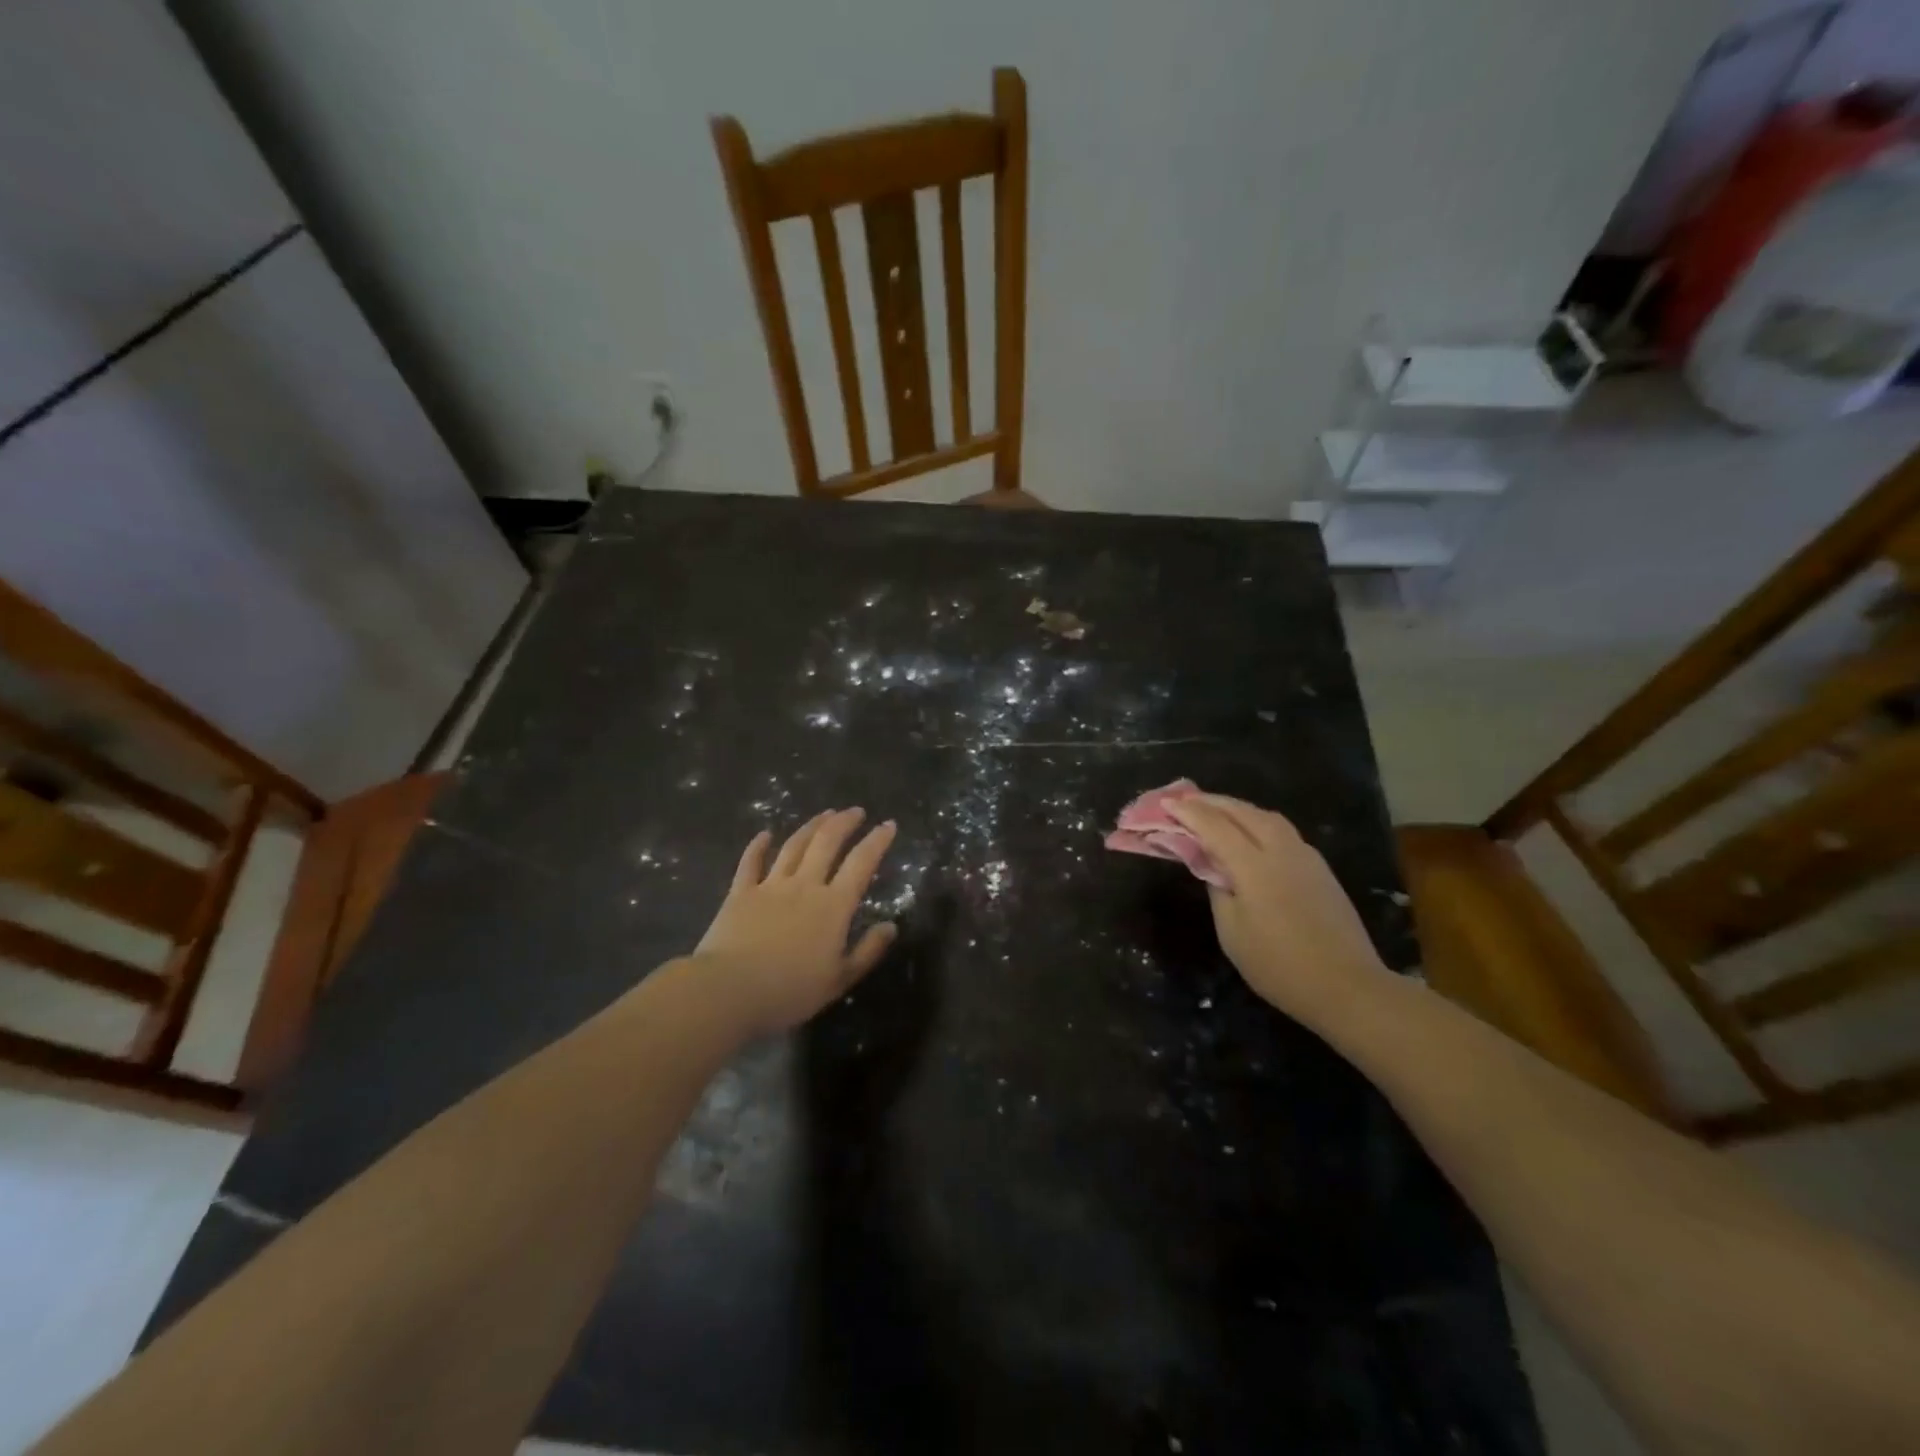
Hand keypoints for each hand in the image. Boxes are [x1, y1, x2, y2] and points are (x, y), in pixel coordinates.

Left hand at [691, 808, 898, 1035]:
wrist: (728, 991)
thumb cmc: (789, 991)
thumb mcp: (839, 980)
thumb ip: (868, 951)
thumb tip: (891, 927)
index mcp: (833, 906)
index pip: (861, 863)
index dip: (877, 841)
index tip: (888, 824)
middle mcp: (804, 886)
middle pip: (827, 843)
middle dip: (844, 822)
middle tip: (856, 811)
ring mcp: (770, 886)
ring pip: (794, 846)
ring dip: (811, 826)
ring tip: (824, 814)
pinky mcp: (740, 893)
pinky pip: (750, 862)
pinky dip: (758, 845)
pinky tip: (764, 834)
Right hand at [1166, 794, 1391, 1024]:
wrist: (1347, 987)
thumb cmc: (1279, 966)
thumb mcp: (1232, 932)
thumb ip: (1218, 890)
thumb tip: (1213, 865)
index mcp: (1254, 866)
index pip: (1214, 826)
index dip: (1188, 812)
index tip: (1166, 803)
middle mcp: (1281, 850)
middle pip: (1242, 811)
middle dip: (1211, 802)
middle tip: (1184, 800)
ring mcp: (1305, 856)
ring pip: (1266, 816)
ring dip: (1236, 808)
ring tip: (1215, 810)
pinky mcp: (1319, 868)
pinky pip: (1282, 830)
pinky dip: (1257, 822)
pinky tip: (1249, 833)